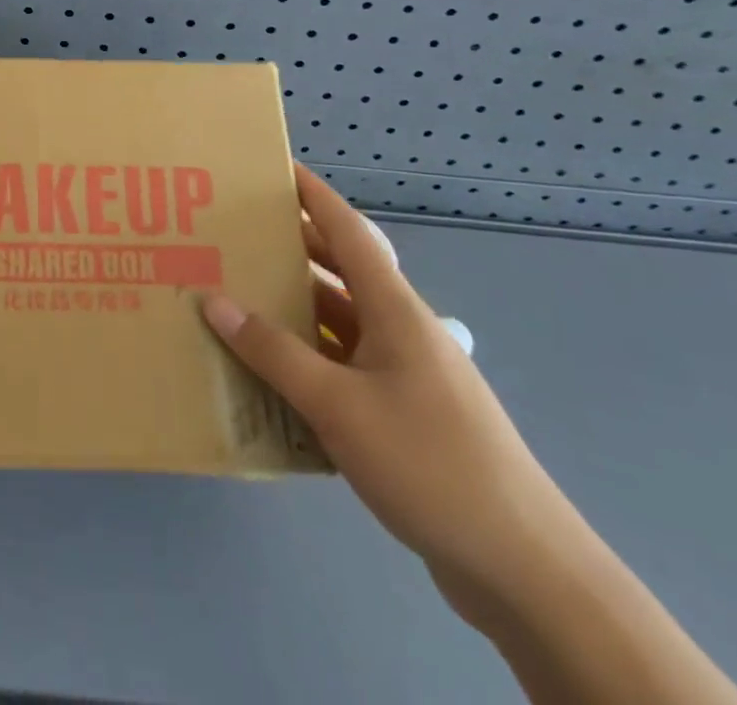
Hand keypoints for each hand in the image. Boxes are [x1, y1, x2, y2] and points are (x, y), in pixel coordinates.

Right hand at [201, 165, 585, 621]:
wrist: (523, 569)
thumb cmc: (430, 462)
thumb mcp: (338, 404)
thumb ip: (273, 352)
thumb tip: (213, 300)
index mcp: (395, 311)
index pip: (350, 231)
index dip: (314, 195)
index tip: (276, 167)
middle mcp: (400, 331)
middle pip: (340, 273)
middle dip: (292, 249)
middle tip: (236, 234)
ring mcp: (405, 375)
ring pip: (339, 324)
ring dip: (294, 309)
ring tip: (238, 296)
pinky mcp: (404, 416)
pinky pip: (343, 368)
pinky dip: (307, 360)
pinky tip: (270, 374)